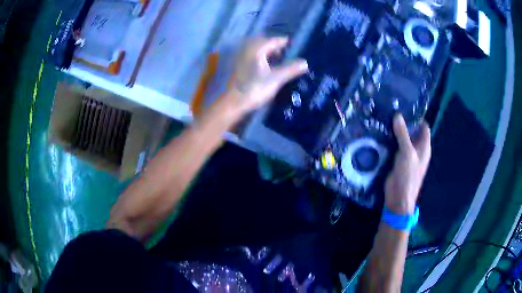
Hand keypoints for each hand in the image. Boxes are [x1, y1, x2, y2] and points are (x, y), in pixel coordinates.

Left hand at [228, 37, 308, 114]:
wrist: (232, 103)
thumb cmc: (254, 89)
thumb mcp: (276, 79)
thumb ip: (291, 69)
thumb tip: (305, 63)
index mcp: (256, 48)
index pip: (274, 40)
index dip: (285, 42)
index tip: (294, 45)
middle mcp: (247, 48)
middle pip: (264, 43)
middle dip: (276, 47)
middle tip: (286, 53)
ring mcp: (239, 57)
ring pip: (256, 50)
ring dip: (267, 53)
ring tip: (277, 61)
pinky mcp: (236, 66)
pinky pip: (250, 56)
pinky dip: (259, 58)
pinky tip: (264, 67)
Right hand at [384, 115, 430, 213]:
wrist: (398, 197)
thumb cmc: (408, 175)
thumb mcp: (407, 153)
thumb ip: (403, 134)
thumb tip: (398, 116)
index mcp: (424, 147)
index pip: (423, 127)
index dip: (417, 117)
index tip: (405, 107)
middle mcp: (417, 149)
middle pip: (412, 132)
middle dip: (404, 122)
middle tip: (391, 110)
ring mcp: (407, 155)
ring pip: (402, 139)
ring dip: (395, 131)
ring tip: (384, 118)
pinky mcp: (397, 160)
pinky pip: (394, 147)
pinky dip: (389, 140)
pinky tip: (380, 133)